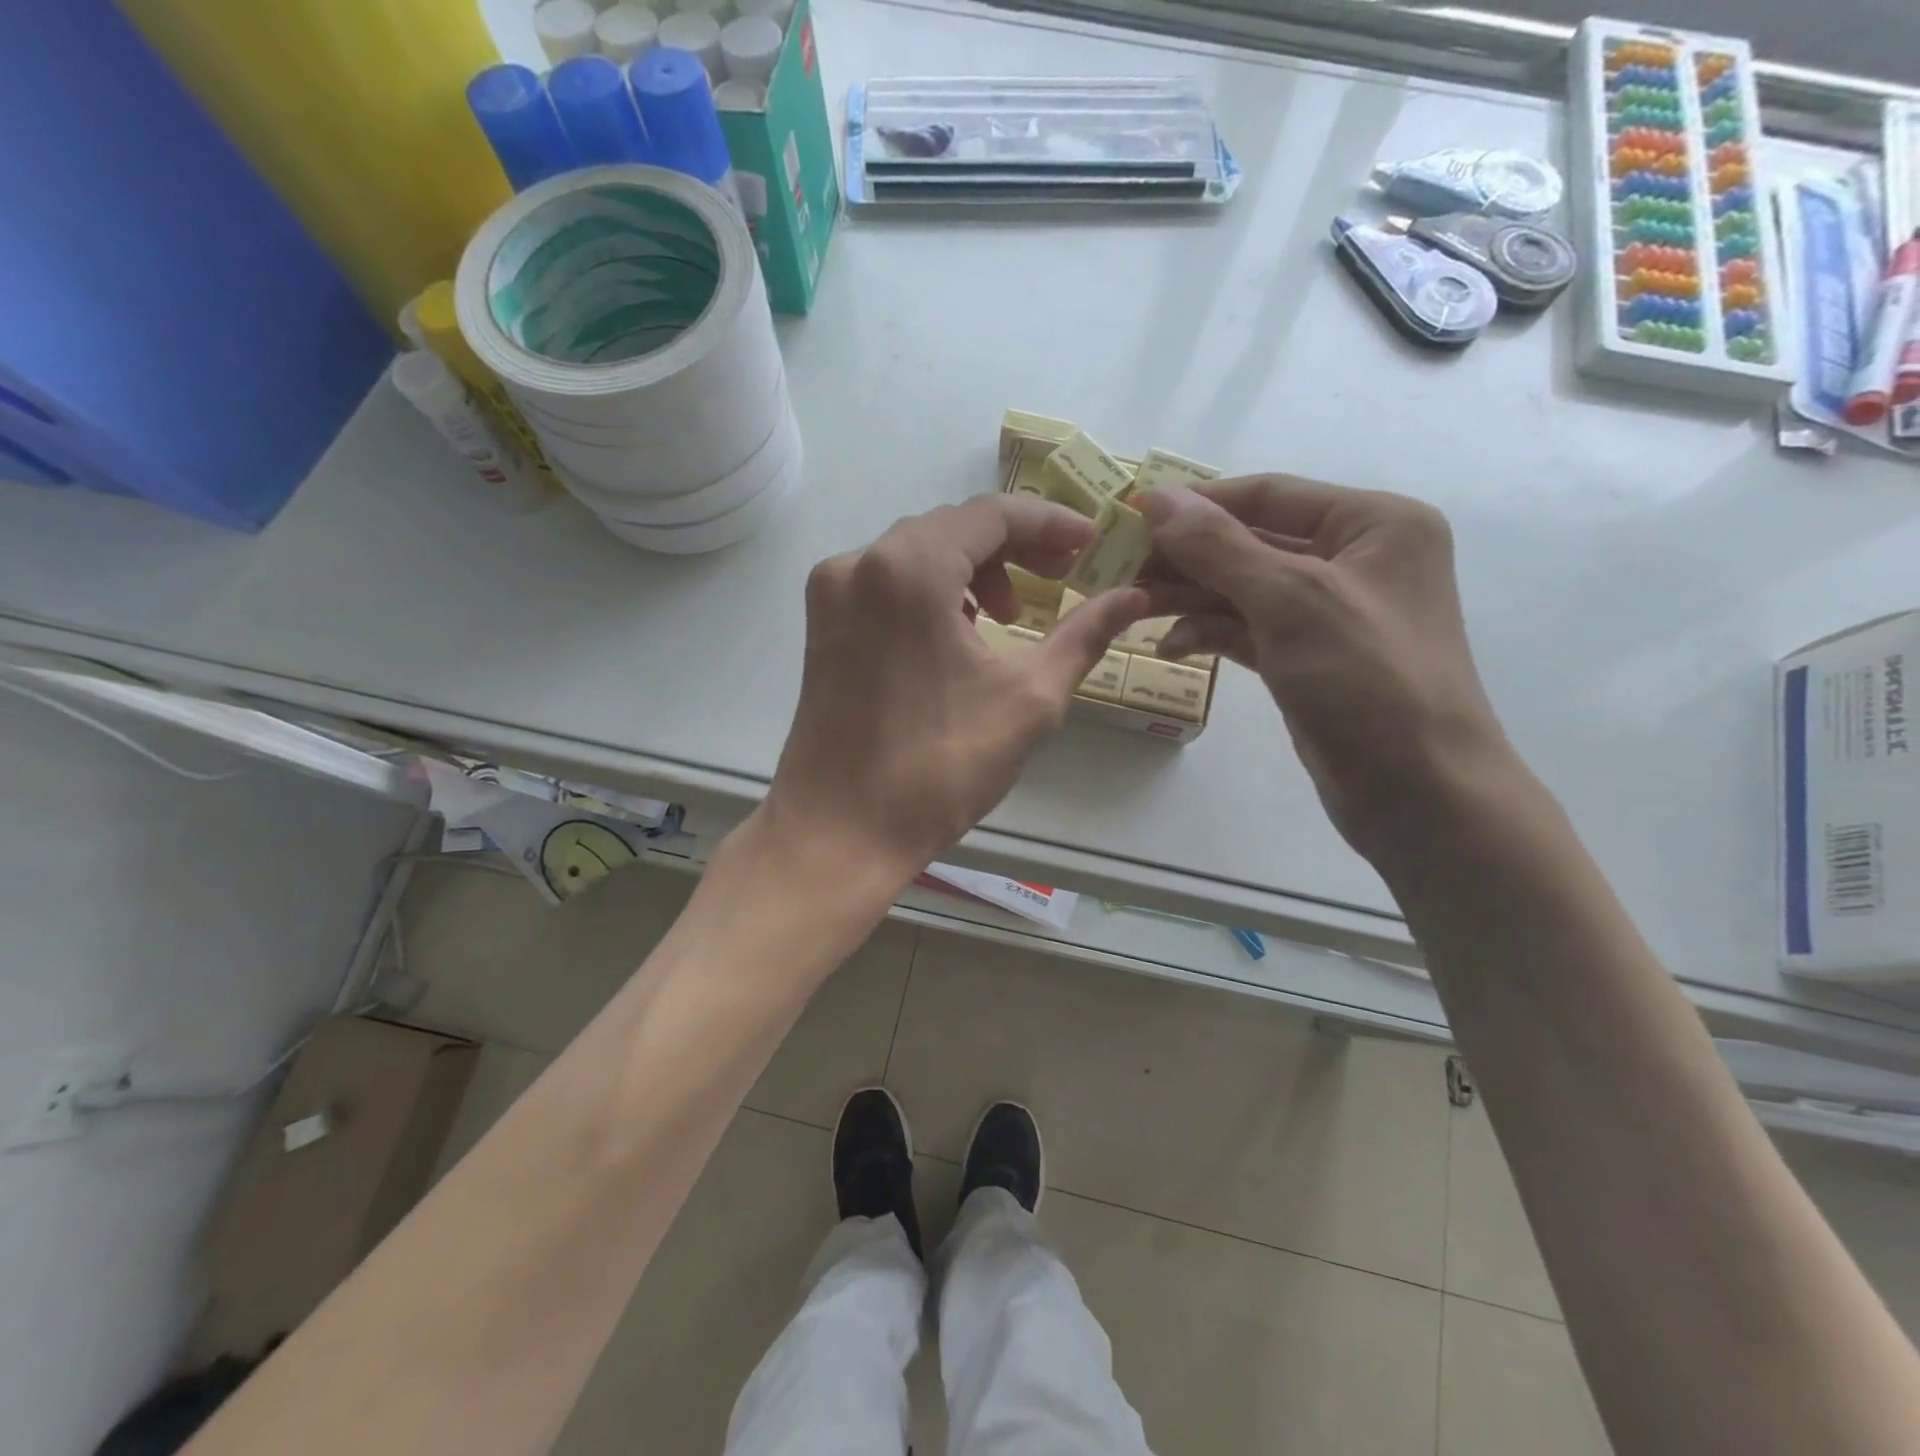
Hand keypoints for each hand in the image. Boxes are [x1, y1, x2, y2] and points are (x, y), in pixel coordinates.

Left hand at [762, 494, 1149, 884]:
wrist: (841, 830)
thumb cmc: (939, 769)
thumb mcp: (1029, 700)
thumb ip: (1084, 636)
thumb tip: (1133, 598)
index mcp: (911, 569)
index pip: (993, 514)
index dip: (1051, 524)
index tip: (1092, 546)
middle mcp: (861, 561)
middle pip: (953, 527)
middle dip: (1014, 547)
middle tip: (1062, 578)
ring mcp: (832, 591)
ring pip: (917, 552)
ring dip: (972, 569)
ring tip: (1009, 616)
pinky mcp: (822, 622)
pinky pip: (887, 581)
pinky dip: (931, 591)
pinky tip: (958, 631)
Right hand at [1136, 477, 1510, 853]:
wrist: (1417, 791)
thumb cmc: (1367, 679)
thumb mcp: (1290, 600)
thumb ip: (1219, 547)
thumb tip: (1156, 498)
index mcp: (1373, 524)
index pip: (1269, 495)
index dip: (1198, 502)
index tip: (1131, 515)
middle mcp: (1353, 559)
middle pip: (1251, 542)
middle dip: (1187, 557)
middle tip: (1121, 568)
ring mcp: (1328, 612)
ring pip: (1243, 589)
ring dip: (1189, 597)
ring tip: (1133, 608)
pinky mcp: (1306, 657)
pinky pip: (1247, 629)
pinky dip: (1209, 633)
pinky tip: (1169, 648)